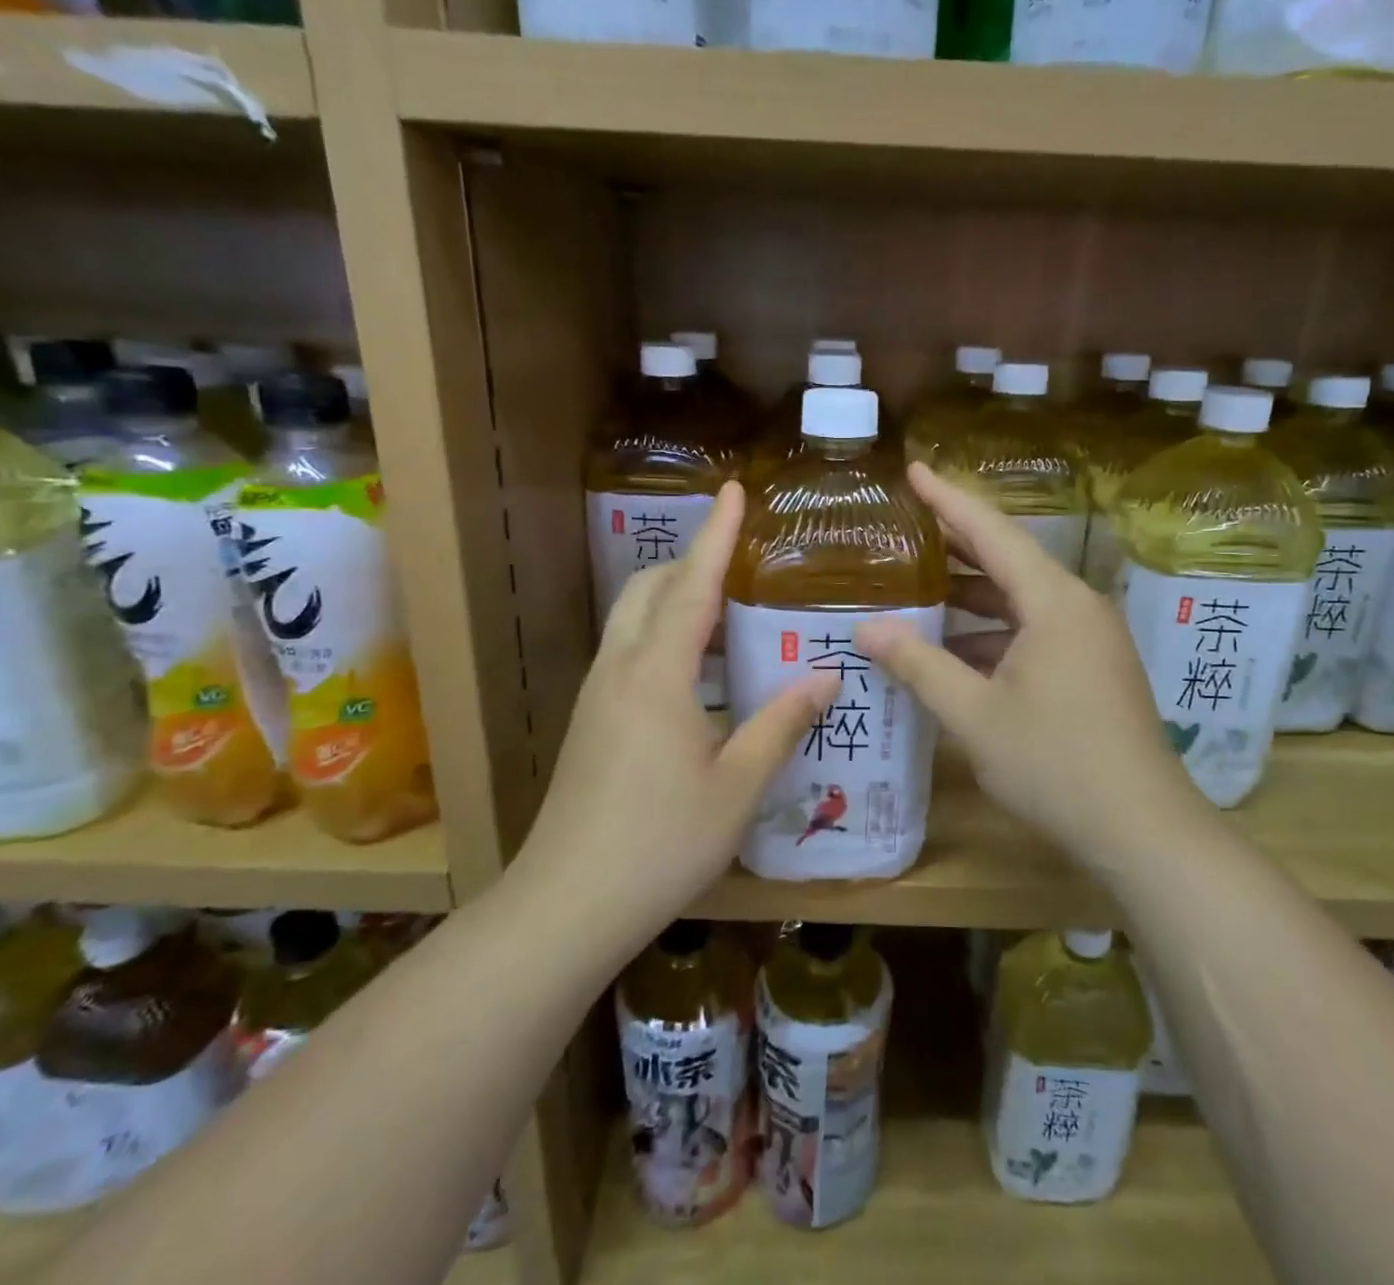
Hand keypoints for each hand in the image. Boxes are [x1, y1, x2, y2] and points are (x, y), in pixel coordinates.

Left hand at [511, 482, 838, 952]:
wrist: (567, 904)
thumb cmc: (662, 841)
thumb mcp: (737, 784)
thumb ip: (781, 723)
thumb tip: (826, 677)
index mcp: (657, 674)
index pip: (692, 584)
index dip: (717, 534)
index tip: (734, 490)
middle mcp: (620, 670)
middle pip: (649, 589)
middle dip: (691, 562)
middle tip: (741, 564)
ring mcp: (597, 696)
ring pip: (632, 620)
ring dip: (675, 600)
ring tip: (727, 612)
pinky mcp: (590, 723)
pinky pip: (628, 654)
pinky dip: (663, 638)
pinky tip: (697, 674)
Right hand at [857, 464, 1204, 873]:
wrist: (1142, 830)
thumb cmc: (1055, 764)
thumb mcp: (974, 714)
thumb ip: (918, 665)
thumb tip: (867, 628)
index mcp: (1053, 602)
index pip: (992, 532)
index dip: (949, 499)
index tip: (913, 469)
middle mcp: (1077, 606)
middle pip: (1008, 559)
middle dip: (955, 542)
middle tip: (904, 526)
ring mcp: (1090, 638)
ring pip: (1020, 598)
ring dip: (971, 594)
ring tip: (916, 585)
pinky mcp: (1092, 667)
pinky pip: (1034, 629)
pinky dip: (992, 631)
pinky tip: (953, 647)